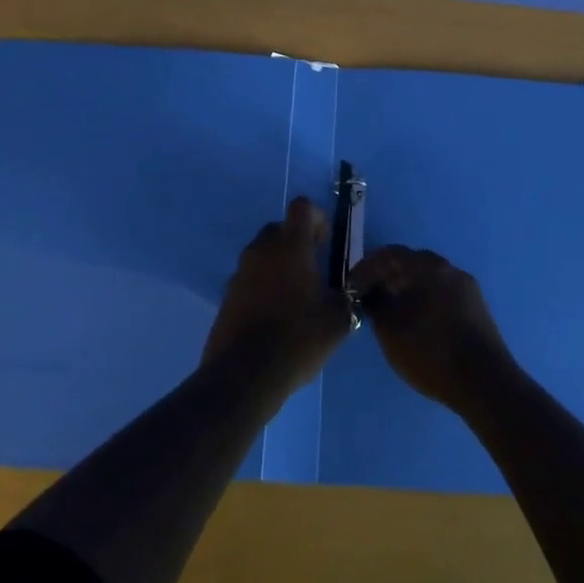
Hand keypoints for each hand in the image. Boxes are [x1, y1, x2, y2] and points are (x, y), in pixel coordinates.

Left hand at [202, 198, 353, 391]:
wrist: (244, 375)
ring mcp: (240, 272)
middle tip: (314, 271)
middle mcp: (262, 250)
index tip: (326, 243)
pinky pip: (250, 278)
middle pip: (280, 229)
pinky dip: (263, 286)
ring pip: (263, 253)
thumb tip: (356, 287)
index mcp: (290, 246)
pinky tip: (276, 316)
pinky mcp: (227, 295)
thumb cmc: (297, 338)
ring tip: (296, 296)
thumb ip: (351, 296)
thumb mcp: (339, 319)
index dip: (317, 218)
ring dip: (279, 264)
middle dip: (297, 242)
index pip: (301, 207)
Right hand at [351, 245, 513, 413]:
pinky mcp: (476, 308)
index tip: (351, 287)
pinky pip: (442, 294)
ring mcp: (467, 288)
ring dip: (406, 290)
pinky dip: (424, 301)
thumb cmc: (432, 352)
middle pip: (411, 264)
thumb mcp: (391, 331)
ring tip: (390, 313)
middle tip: (369, 298)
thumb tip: (370, 293)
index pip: (390, 254)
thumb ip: (375, 305)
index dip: (366, 268)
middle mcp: (450, 269)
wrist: (486, 384)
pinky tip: (416, 324)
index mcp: (429, 267)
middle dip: (387, 278)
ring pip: (428, 279)